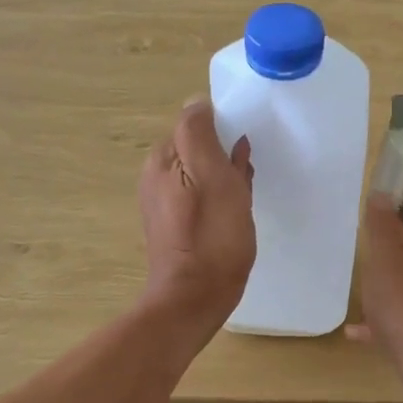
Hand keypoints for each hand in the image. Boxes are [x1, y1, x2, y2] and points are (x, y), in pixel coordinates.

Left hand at [139, 97, 254, 334]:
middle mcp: (157, 176)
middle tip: (245, 181)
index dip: (224, 133)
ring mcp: (165, 202)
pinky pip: (203, 197)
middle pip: (200, 149)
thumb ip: (200, 133)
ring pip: (205, 173)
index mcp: (162, 159)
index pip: (195, 123)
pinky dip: (222, 199)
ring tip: (243, 199)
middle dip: (227, 158)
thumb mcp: (211, 174)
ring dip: (228, 179)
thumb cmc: (211, 235)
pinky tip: (235, 215)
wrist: (194, 298)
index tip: (242, 154)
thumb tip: (198, 103)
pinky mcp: (177, 225)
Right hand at [348, 196, 402, 402]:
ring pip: (393, 291)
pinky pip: (388, 323)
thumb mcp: (386, 262)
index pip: (399, 230)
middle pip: (397, 260)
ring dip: (376, 288)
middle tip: (348, 248)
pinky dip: (372, 323)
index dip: (381, 222)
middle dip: (377, 254)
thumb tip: (381, 192)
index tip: (358, 216)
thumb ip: (382, 230)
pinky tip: (352, 332)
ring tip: (350, 286)